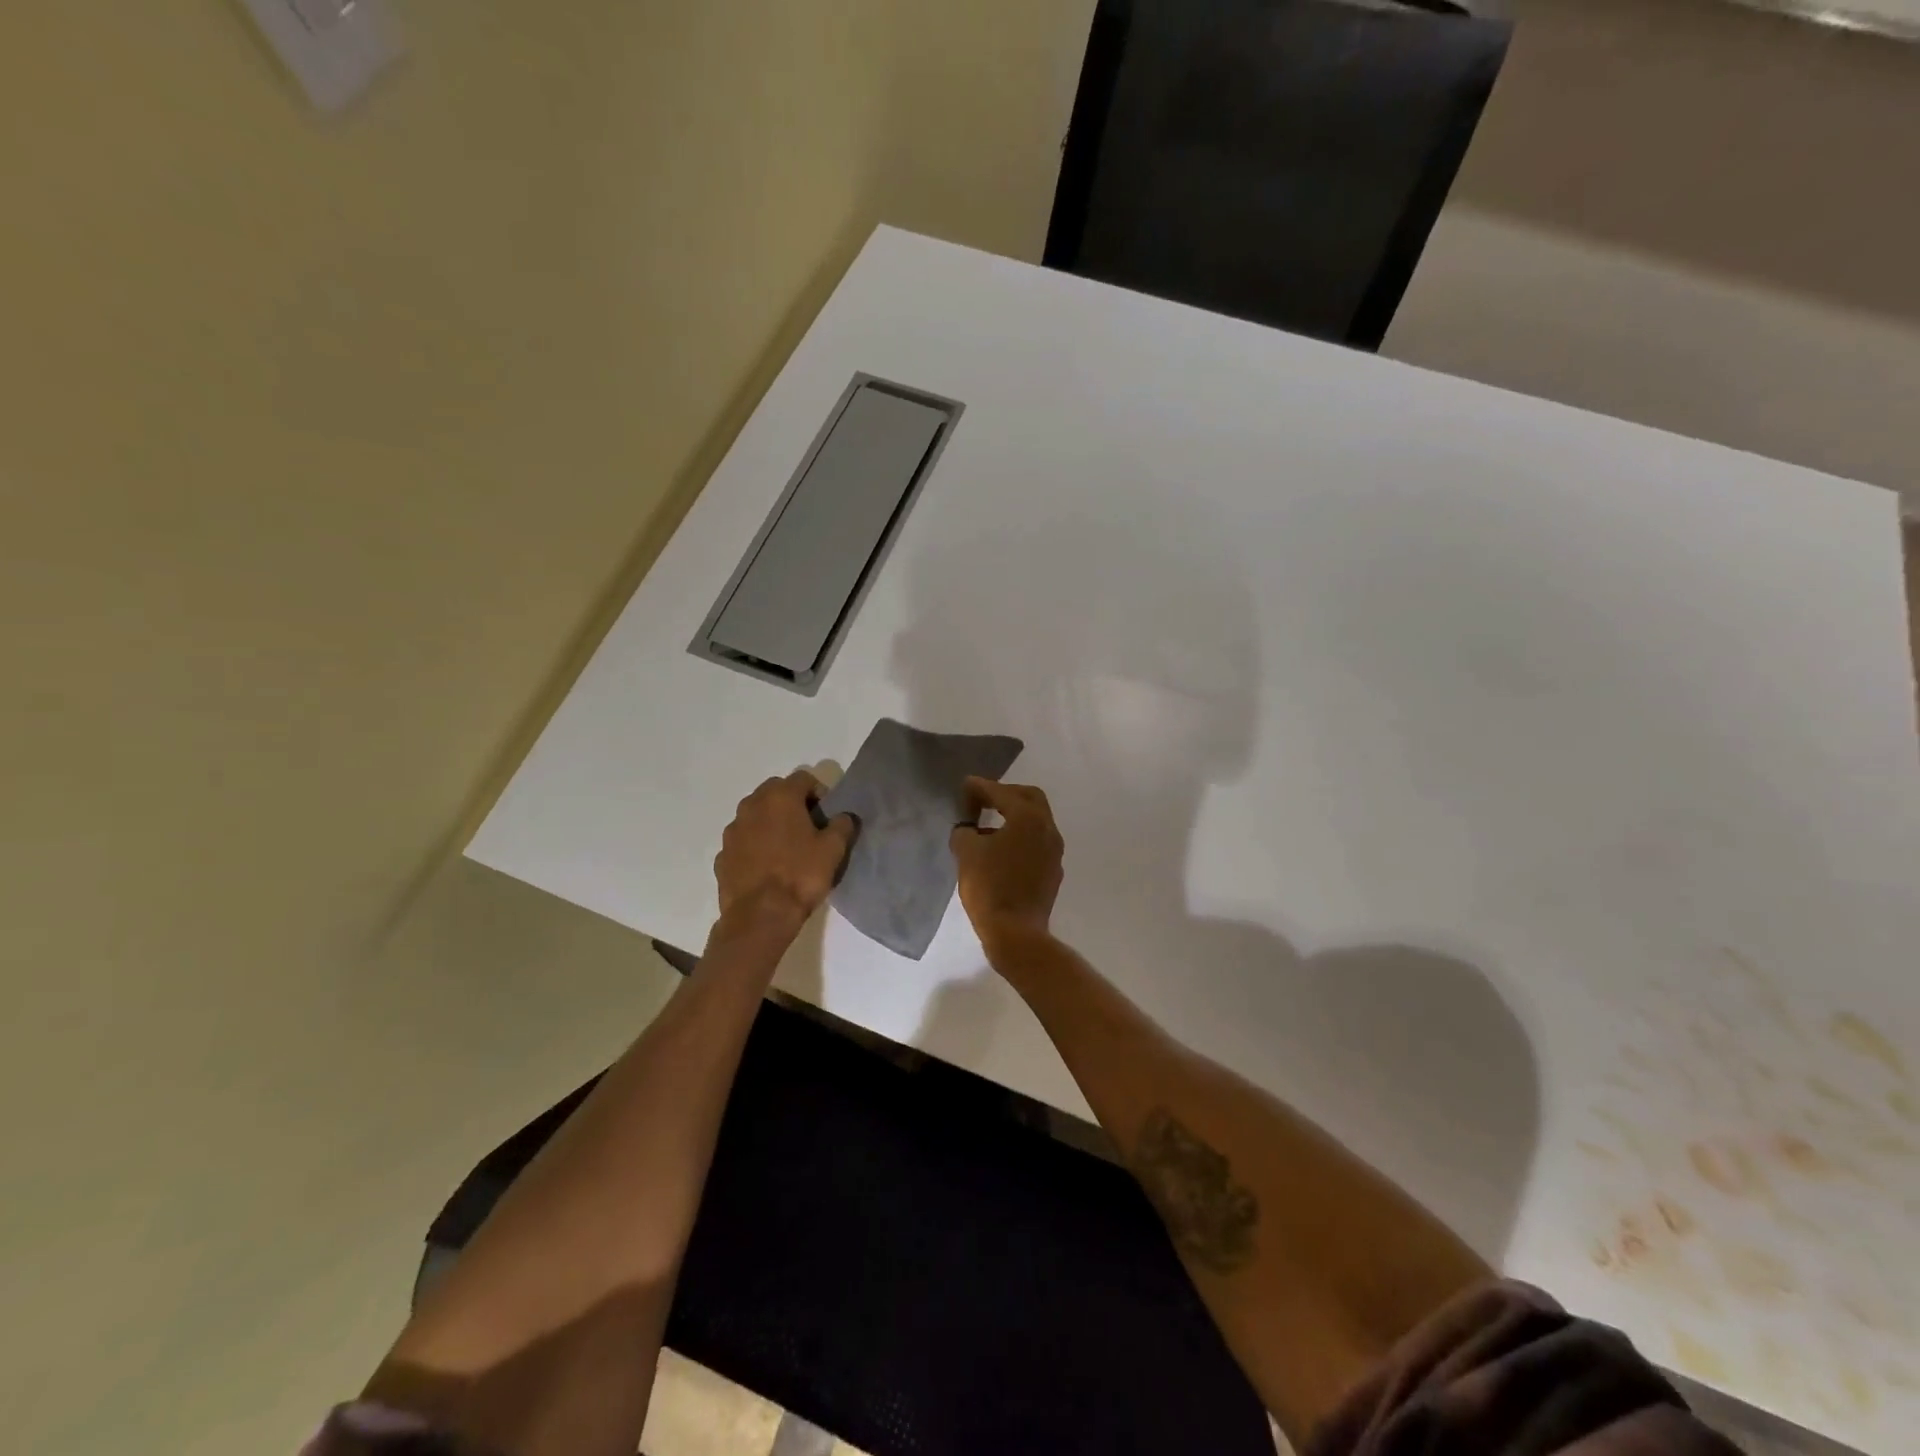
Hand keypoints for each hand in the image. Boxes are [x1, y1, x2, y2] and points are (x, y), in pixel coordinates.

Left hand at [714, 769, 857, 932]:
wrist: (760, 916)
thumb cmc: (800, 875)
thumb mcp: (833, 849)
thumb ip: (842, 825)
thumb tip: (844, 816)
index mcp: (780, 797)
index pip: (803, 778)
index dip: (818, 791)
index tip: (826, 813)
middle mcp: (751, 806)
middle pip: (775, 791)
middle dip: (791, 802)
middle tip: (807, 826)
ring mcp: (732, 830)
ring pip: (755, 815)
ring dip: (770, 822)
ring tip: (786, 847)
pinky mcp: (722, 855)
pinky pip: (742, 840)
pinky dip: (754, 845)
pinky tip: (767, 866)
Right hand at [949, 778, 1063, 950]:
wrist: (1016, 933)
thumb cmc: (990, 887)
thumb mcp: (966, 853)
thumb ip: (965, 832)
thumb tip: (969, 830)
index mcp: (1028, 818)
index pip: (1002, 793)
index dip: (981, 787)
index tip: (965, 785)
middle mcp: (1048, 829)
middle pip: (1029, 798)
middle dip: (1005, 794)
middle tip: (983, 799)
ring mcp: (1054, 852)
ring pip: (1036, 821)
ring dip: (1013, 817)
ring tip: (988, 826)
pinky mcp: (1053, 871)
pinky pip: (1036, 843)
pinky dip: (1019, 837)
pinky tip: (1000, 850)